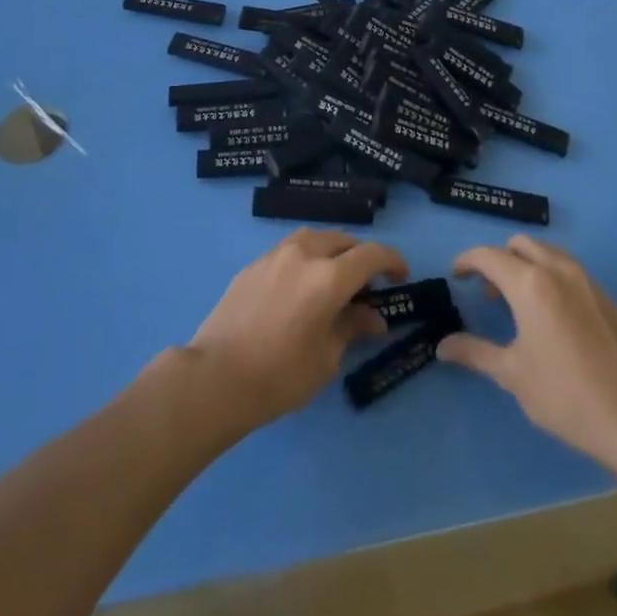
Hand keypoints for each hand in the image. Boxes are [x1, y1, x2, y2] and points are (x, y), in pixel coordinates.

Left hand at [186, 229, 407, 431]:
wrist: (215, 377)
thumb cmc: (278, 376)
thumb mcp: (326, 358)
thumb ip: (352, 327)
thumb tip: (374, 316)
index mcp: (328, 277)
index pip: (371, 254)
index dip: (392, 261)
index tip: (401, 277)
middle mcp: (304, 254)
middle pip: (343, 240)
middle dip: (362, 256)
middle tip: (369, 283)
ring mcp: (275, 255)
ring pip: (315, 238)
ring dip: (333, 250)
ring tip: (336, 277)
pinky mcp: (254, 264)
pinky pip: (290, 250)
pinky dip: (307, 258)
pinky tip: (302, 285)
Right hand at [438, 235, 616, 470]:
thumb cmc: (564, 394)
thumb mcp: (512, 375)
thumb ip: (475, 352)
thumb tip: (442, 346)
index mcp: (530, 283)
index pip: (489, 256)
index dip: (467, 261)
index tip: (455, 276)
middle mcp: (558, 270)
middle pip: (520, 245)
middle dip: (499, 260)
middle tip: (490, 294)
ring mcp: (588, 282)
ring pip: (548, 254)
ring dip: (527, 265)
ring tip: (521, 304)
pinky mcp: (608, 299)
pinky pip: (571, 272)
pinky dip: (552, 279)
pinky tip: (555, 320)